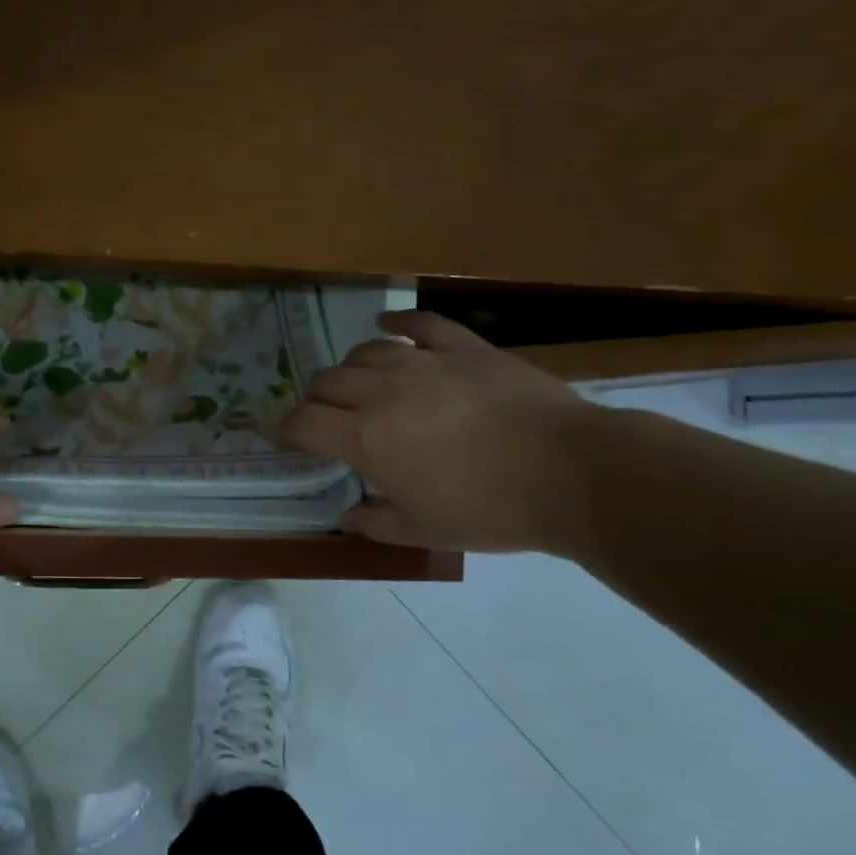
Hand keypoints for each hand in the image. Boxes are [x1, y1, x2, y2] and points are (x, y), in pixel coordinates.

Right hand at [279, 311, 596, 554]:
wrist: (568, 473)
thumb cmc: (488, 510)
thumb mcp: (423, 530)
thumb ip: (375, 523)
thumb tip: (347, 516)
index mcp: (366, 438)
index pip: (305, 422)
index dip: (288, 429)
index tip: (287, 438)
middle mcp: (384, 392)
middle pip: (328, 381)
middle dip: (316, 400)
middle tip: (325, 418)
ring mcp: (425, 363)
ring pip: (366, 351)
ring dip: (350, 367)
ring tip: (356, 382)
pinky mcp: (464, 348)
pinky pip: (421, 325)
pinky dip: (398, 323)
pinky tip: (387, 325)